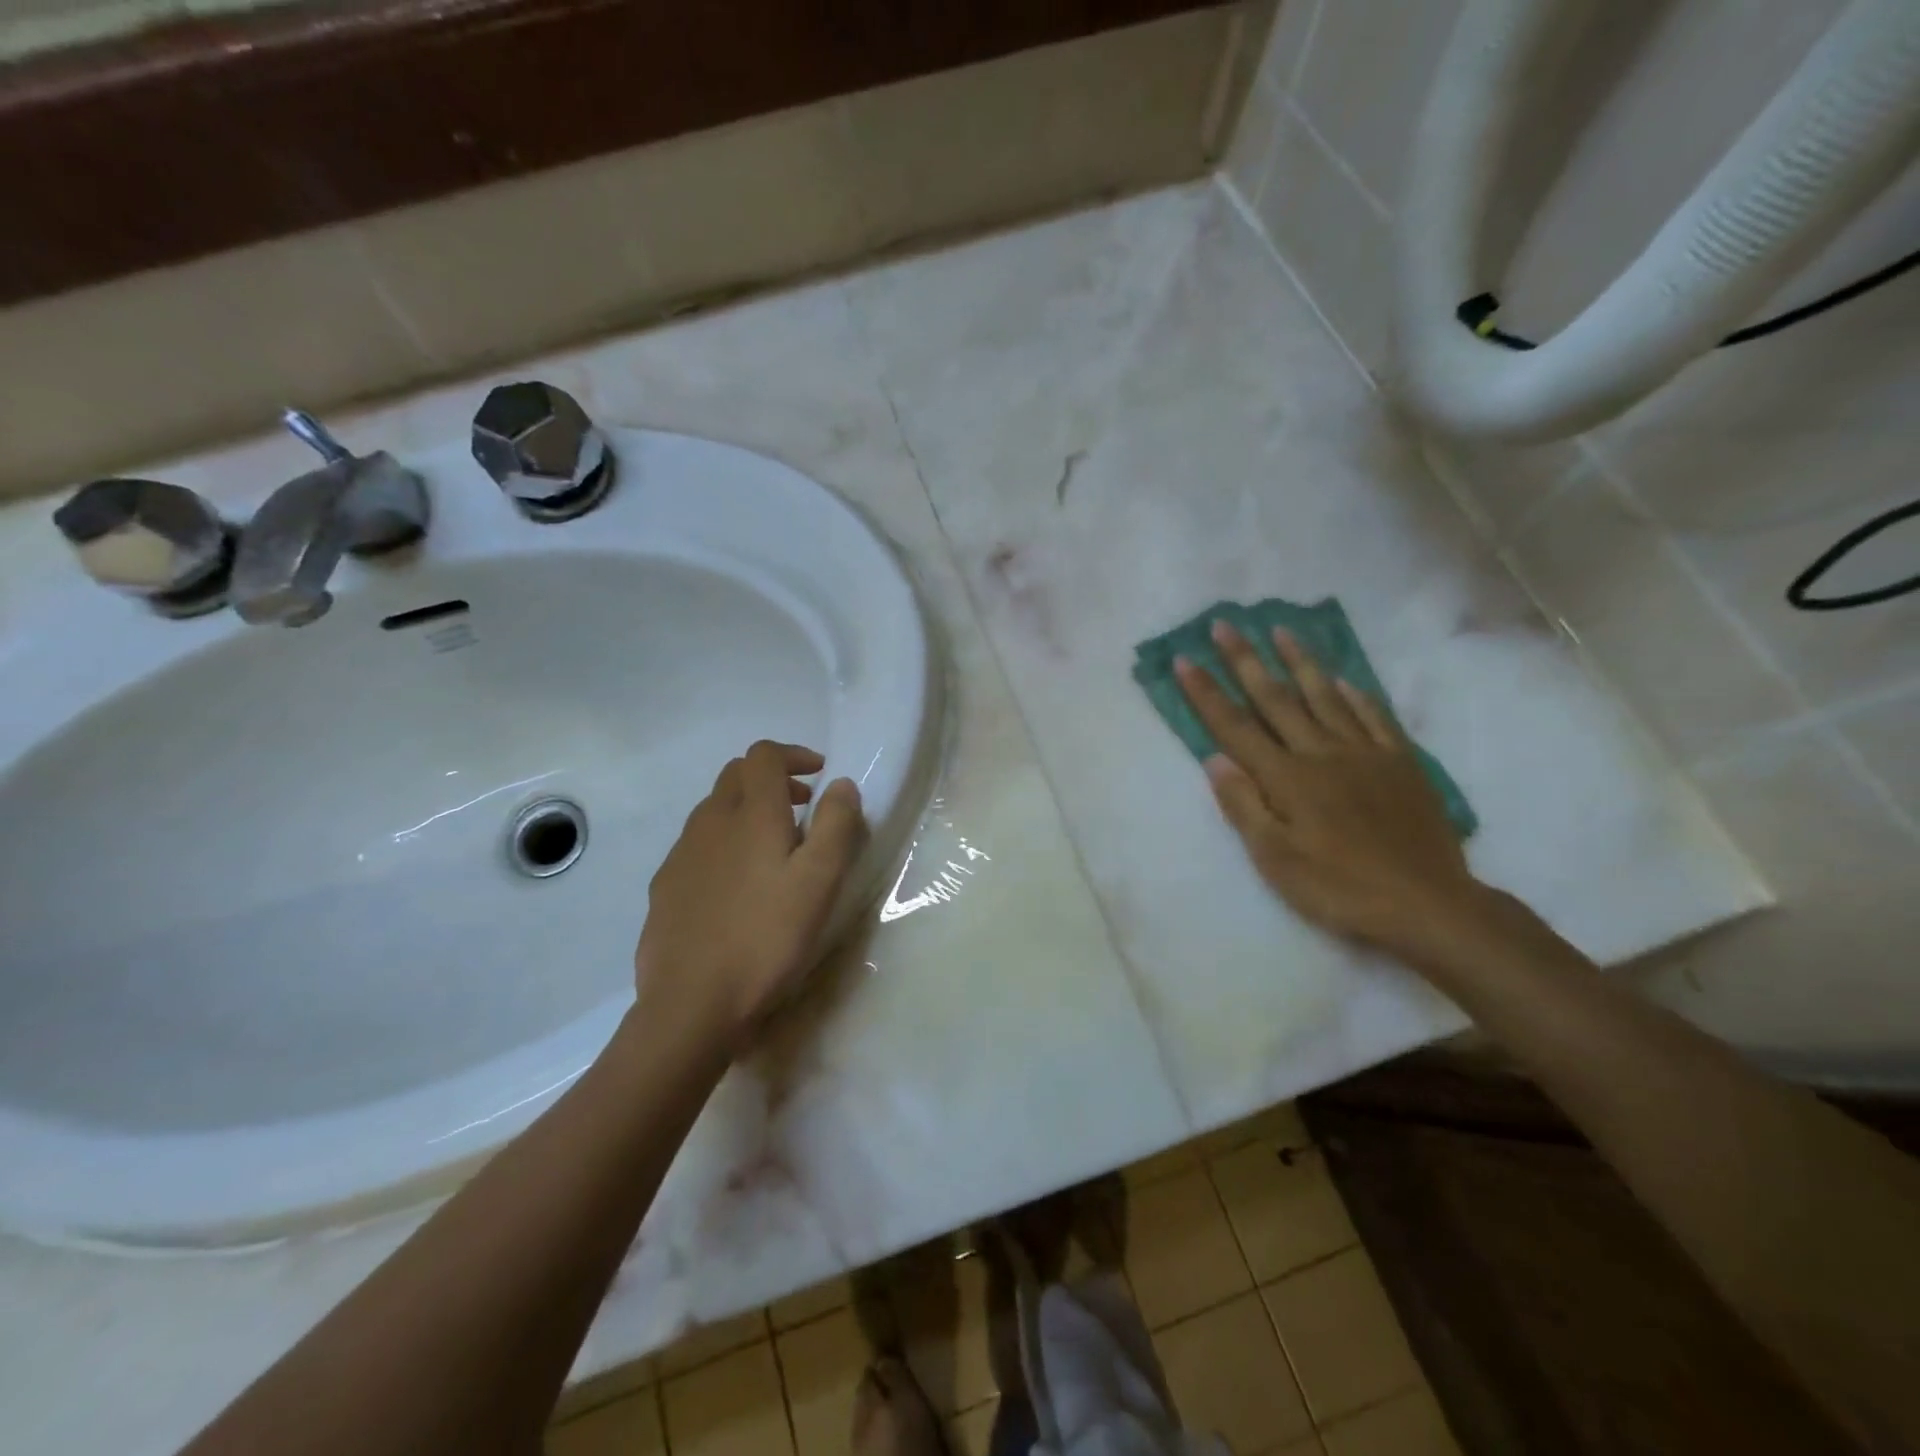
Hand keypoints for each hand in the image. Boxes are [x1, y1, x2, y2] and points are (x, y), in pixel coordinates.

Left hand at [634, 741, 867, 1046]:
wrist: (691, 1004)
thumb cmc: (766, 938)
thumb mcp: (819, 882)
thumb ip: (836, 825)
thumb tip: (841, 784)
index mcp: (750, 814)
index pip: (764, 756)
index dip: (793, 755)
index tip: (819, 775)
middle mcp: (709, 822)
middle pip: (736, 776)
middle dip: (772, 779)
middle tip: (803, 807)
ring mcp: (681, 855)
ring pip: (714, 810)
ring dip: (747, 811)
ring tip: (774, 848)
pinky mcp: (665, 887)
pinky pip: (698, 845)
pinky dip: (724, 843)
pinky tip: (738, 886)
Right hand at [1175, 621, 1488, 964]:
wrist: (1427, 904)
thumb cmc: (1339, 888)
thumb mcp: (1275, 859)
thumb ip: (1243, 805)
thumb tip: (1214, 759)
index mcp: (1286, 778)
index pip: (1235, 727)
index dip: (1207, 693)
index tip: (1185, 660)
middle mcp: (1321, 753)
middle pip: (1276, 699)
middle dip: (1245, 660)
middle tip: (1224, 625)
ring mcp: (1364, 754)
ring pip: (1325, 696)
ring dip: (1299, 661)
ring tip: (1280, 630)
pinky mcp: (1400, 763)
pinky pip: (1374, 717)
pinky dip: (1355, 694)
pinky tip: (1343, 679)